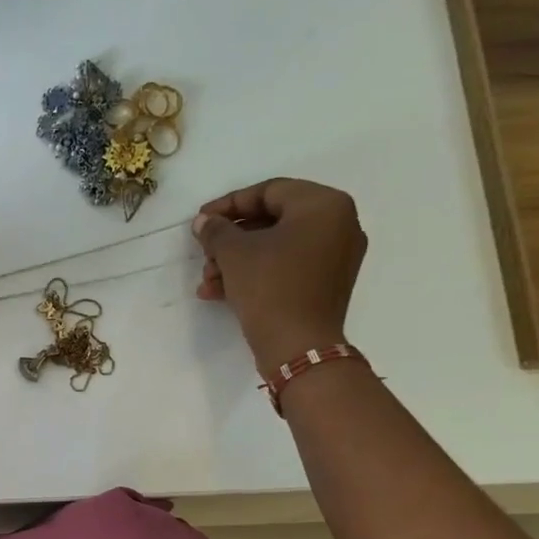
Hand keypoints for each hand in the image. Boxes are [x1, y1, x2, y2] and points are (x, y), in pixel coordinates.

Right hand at [192, 179, 366, 372]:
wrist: (298, 346)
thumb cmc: (270, 287)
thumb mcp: (234, 253)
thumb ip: (216, 230)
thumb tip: (204, 222)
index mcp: (324, 205)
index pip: (269, 191)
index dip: (228, 205)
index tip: (200, 221)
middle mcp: (338, 224)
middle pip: (272, 220)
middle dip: (230, 239)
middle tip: (203, 253)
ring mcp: (335, 256)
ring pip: (276, 247)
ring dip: (236, 261)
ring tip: (208, 280)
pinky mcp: (326, 284)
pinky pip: (286, 266)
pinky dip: (255, 274)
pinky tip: (220, 292)